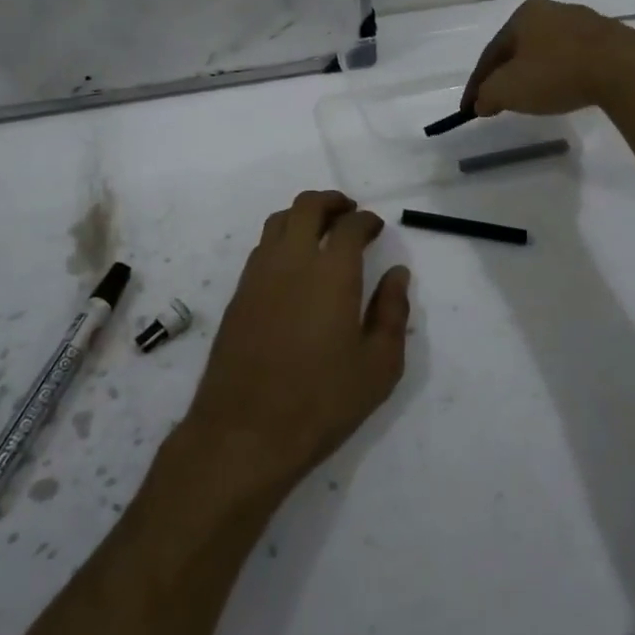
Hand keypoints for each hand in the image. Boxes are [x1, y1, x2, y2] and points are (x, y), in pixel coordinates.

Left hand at [183, 190, 410, 494]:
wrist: (244, 432)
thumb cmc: (322, 401)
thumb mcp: (379, 366)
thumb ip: (392, 313)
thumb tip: (397, 274)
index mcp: (331, 272)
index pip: (350, 226)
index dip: (366, 220)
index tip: (376, 227)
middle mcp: (291, 261)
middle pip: (306, 207)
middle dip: (331, 202)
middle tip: (349, 212)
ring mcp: (258, 275)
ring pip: (278, 222)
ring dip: (302, 216)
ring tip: (320, 232)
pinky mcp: (237, 295)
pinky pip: (261, 248)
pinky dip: (281, 240)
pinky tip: (293, 266)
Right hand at [462, 0, 634, 117]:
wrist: (622, 70)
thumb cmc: (556, 73)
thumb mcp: (508, 90)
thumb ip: (487, 95)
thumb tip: (481, 102)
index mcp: (524, 15)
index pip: (491, 53)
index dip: (477, 84)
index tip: (469, 109)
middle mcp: (553, 10)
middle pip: (519, 49)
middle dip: (506, 75)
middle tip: (498, 101)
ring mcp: (584, 22)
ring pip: (548, 52)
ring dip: (534, 75)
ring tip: (530, 99)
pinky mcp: (610, 39)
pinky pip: (574, 59)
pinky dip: (561, 75)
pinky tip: (563, 90)